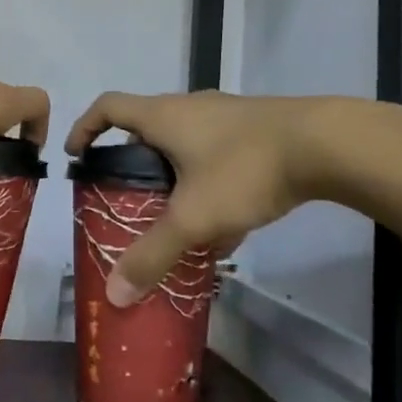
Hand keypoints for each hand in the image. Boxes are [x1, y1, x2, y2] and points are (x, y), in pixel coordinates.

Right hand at [65, 91, 321, 305]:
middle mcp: (189, 107)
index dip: (86, 127)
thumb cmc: (244, 169)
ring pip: (186, 145)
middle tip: (127, 200)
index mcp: (163, 115)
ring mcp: (225, 115)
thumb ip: (154, 255)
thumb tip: (114, 294)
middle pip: (146, 128)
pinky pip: (218, 155)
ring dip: (176, 179)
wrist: (325, 144)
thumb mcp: (194, 217)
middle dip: (133, 164)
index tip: (77, 156)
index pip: (108, 106)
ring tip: (178, 221)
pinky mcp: (255, 129)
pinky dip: (211, 185)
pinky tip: (229, 225)